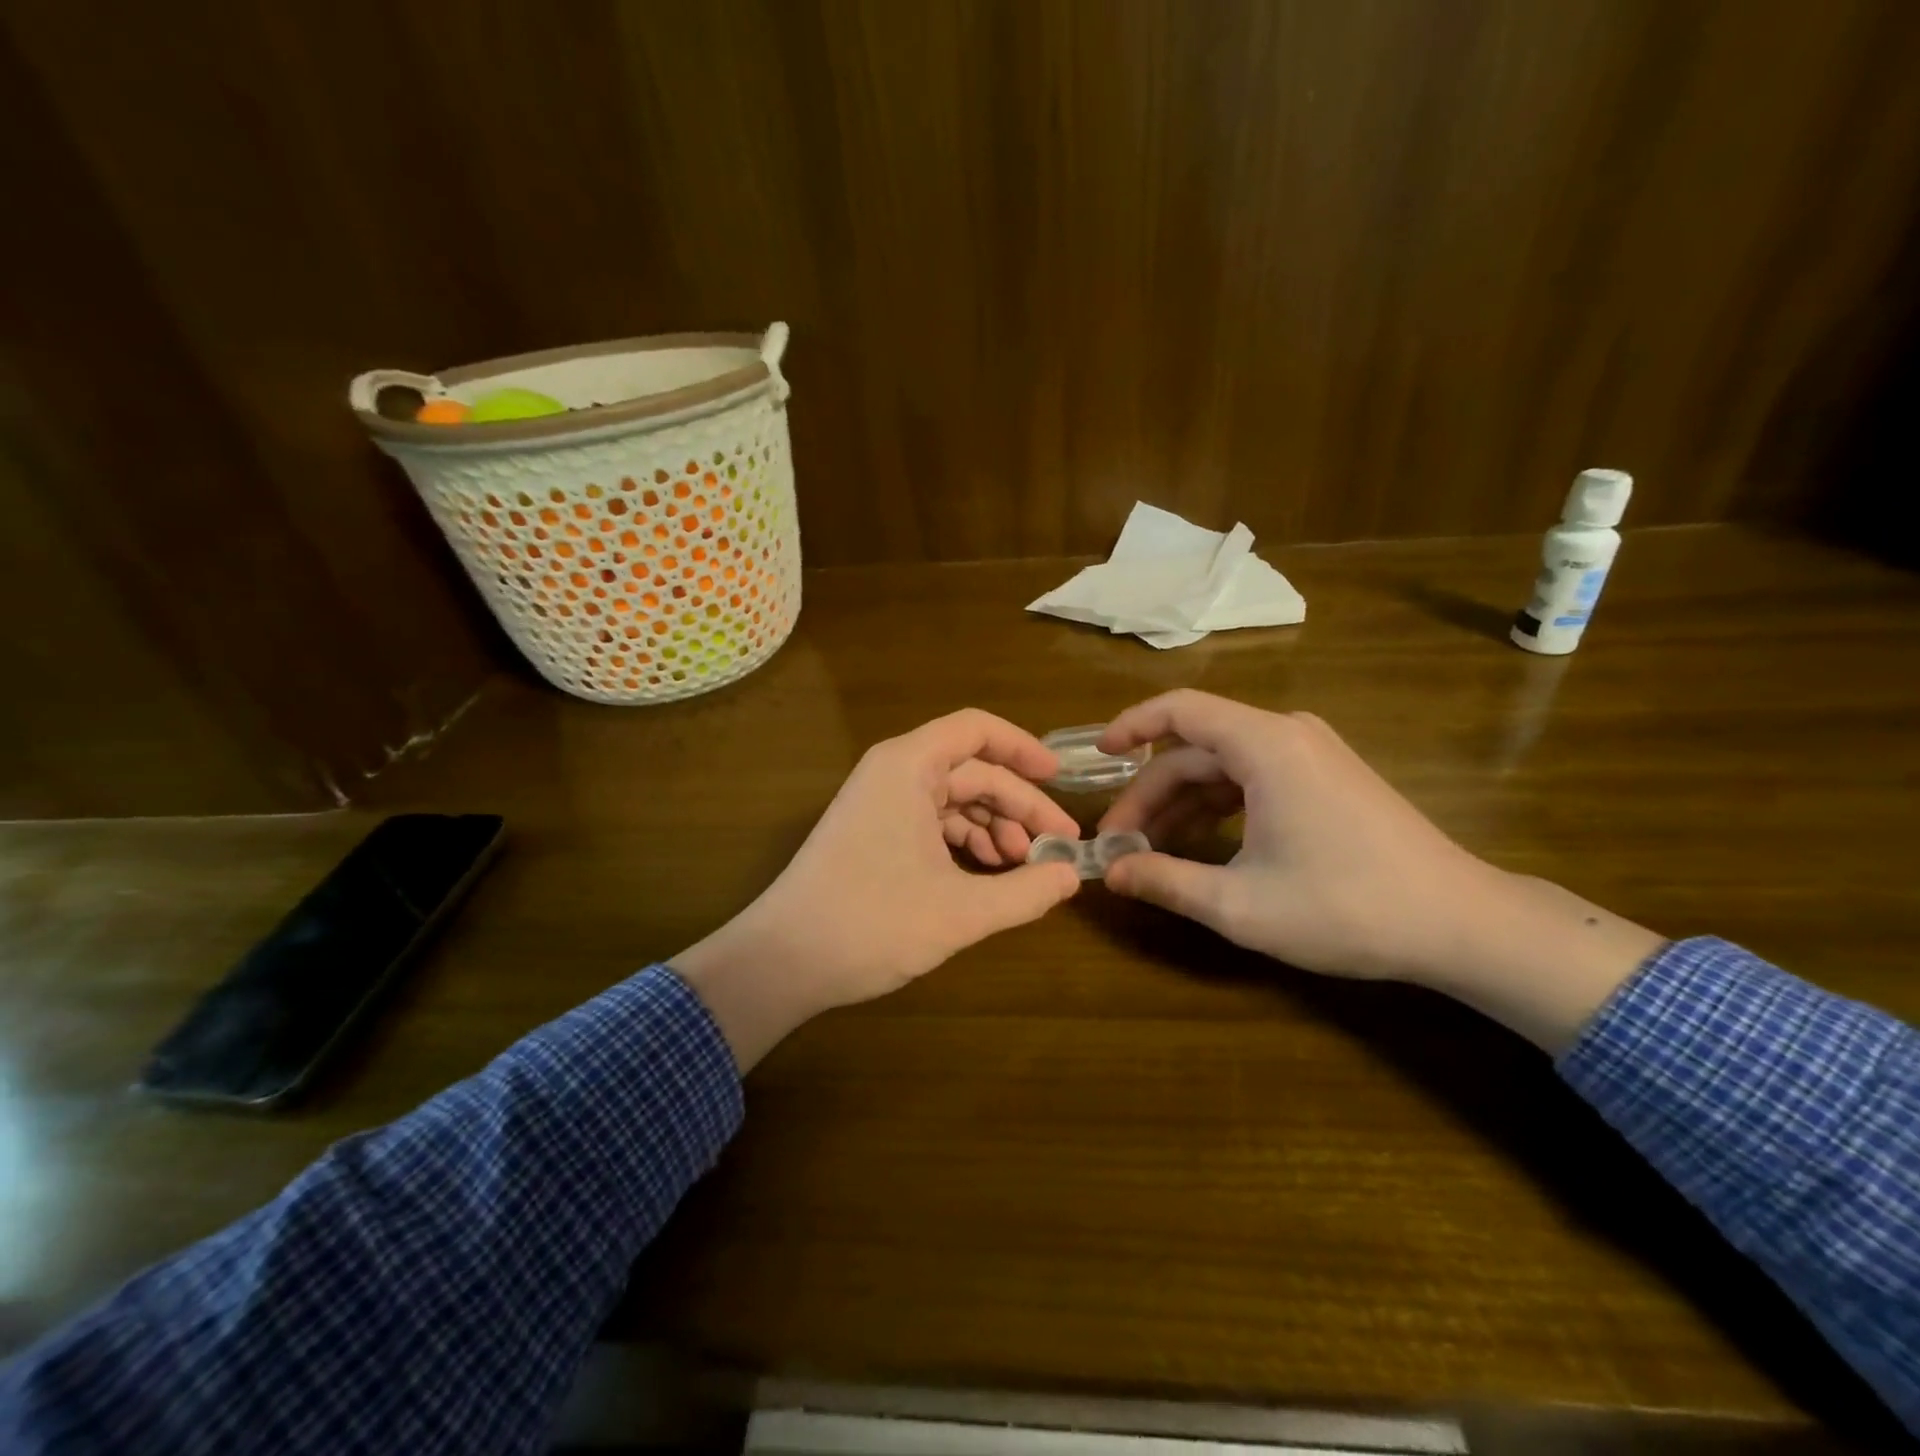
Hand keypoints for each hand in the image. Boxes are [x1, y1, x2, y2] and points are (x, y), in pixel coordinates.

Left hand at [674, 709, 1081, 1067]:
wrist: (783, 961)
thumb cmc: (872, 923)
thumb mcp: (961, 911)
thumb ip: (1025, 891)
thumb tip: (1072, 875)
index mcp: (909, 766)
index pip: (977, 729)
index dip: (1024, 748)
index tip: (1060, 780)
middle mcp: (893, 772)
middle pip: (972, 770)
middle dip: (1017, 805)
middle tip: (1057, 845)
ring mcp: (879, 803)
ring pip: (953, 799)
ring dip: (993, 828)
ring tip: (1023, 867)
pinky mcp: (873, 832)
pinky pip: (931, 822)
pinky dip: (964, 843)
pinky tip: (986, 875)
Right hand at [1097, 691, 1664, 1050]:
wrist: (1460, 923)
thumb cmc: (1346, 908)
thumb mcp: (1240, 905)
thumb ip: (1165, 882)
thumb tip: (1109, 873)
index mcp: (1265, 746)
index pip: (1180, 710)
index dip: (1131, 725)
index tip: (1097, 756)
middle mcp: (1287, 734)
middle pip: (1196, 750)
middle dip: (1150, 794)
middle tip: (1119, 844)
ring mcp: (1311, 754)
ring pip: (1223, 766)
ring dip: (1182, 804)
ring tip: (1151, 852)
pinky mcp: (1326, 777)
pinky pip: (1253, 778)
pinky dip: (1217, 807)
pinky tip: (1200, 847)